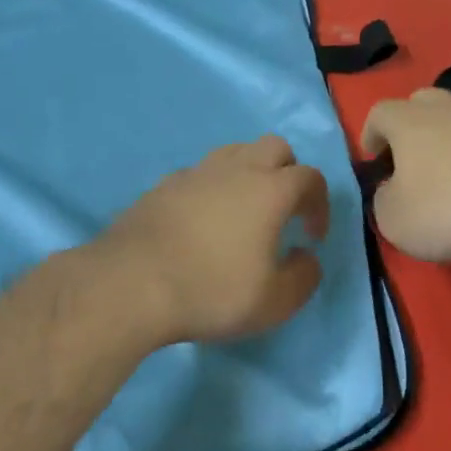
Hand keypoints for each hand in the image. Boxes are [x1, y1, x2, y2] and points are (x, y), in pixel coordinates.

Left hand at [98, 136, 329, 345]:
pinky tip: (203, 221)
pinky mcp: (163, 185)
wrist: (131, 283)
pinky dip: (212, 188)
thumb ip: (303, 277)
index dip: (320, 204)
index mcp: (269, 190)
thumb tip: (306, 257)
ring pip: (234, 152)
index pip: (310, 178)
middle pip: (274, 148)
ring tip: (243, 212)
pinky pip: (200, 173)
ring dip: (250, 173)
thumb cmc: (211, 291)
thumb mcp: (274, 302)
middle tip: (283, 211)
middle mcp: (235, 169)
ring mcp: (195, 173)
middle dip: (288, 173)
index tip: (312, 236)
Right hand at [360, 88, 450, 264]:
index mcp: (410, 122)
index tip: (373, 157)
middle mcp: (450, 111)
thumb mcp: (394, 219)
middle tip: (410, 156)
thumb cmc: (447, 211)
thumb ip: (384, 199)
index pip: (380, 112)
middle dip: (412, 123)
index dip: (371, 132)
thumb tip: (392, 190)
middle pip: (424, 101)